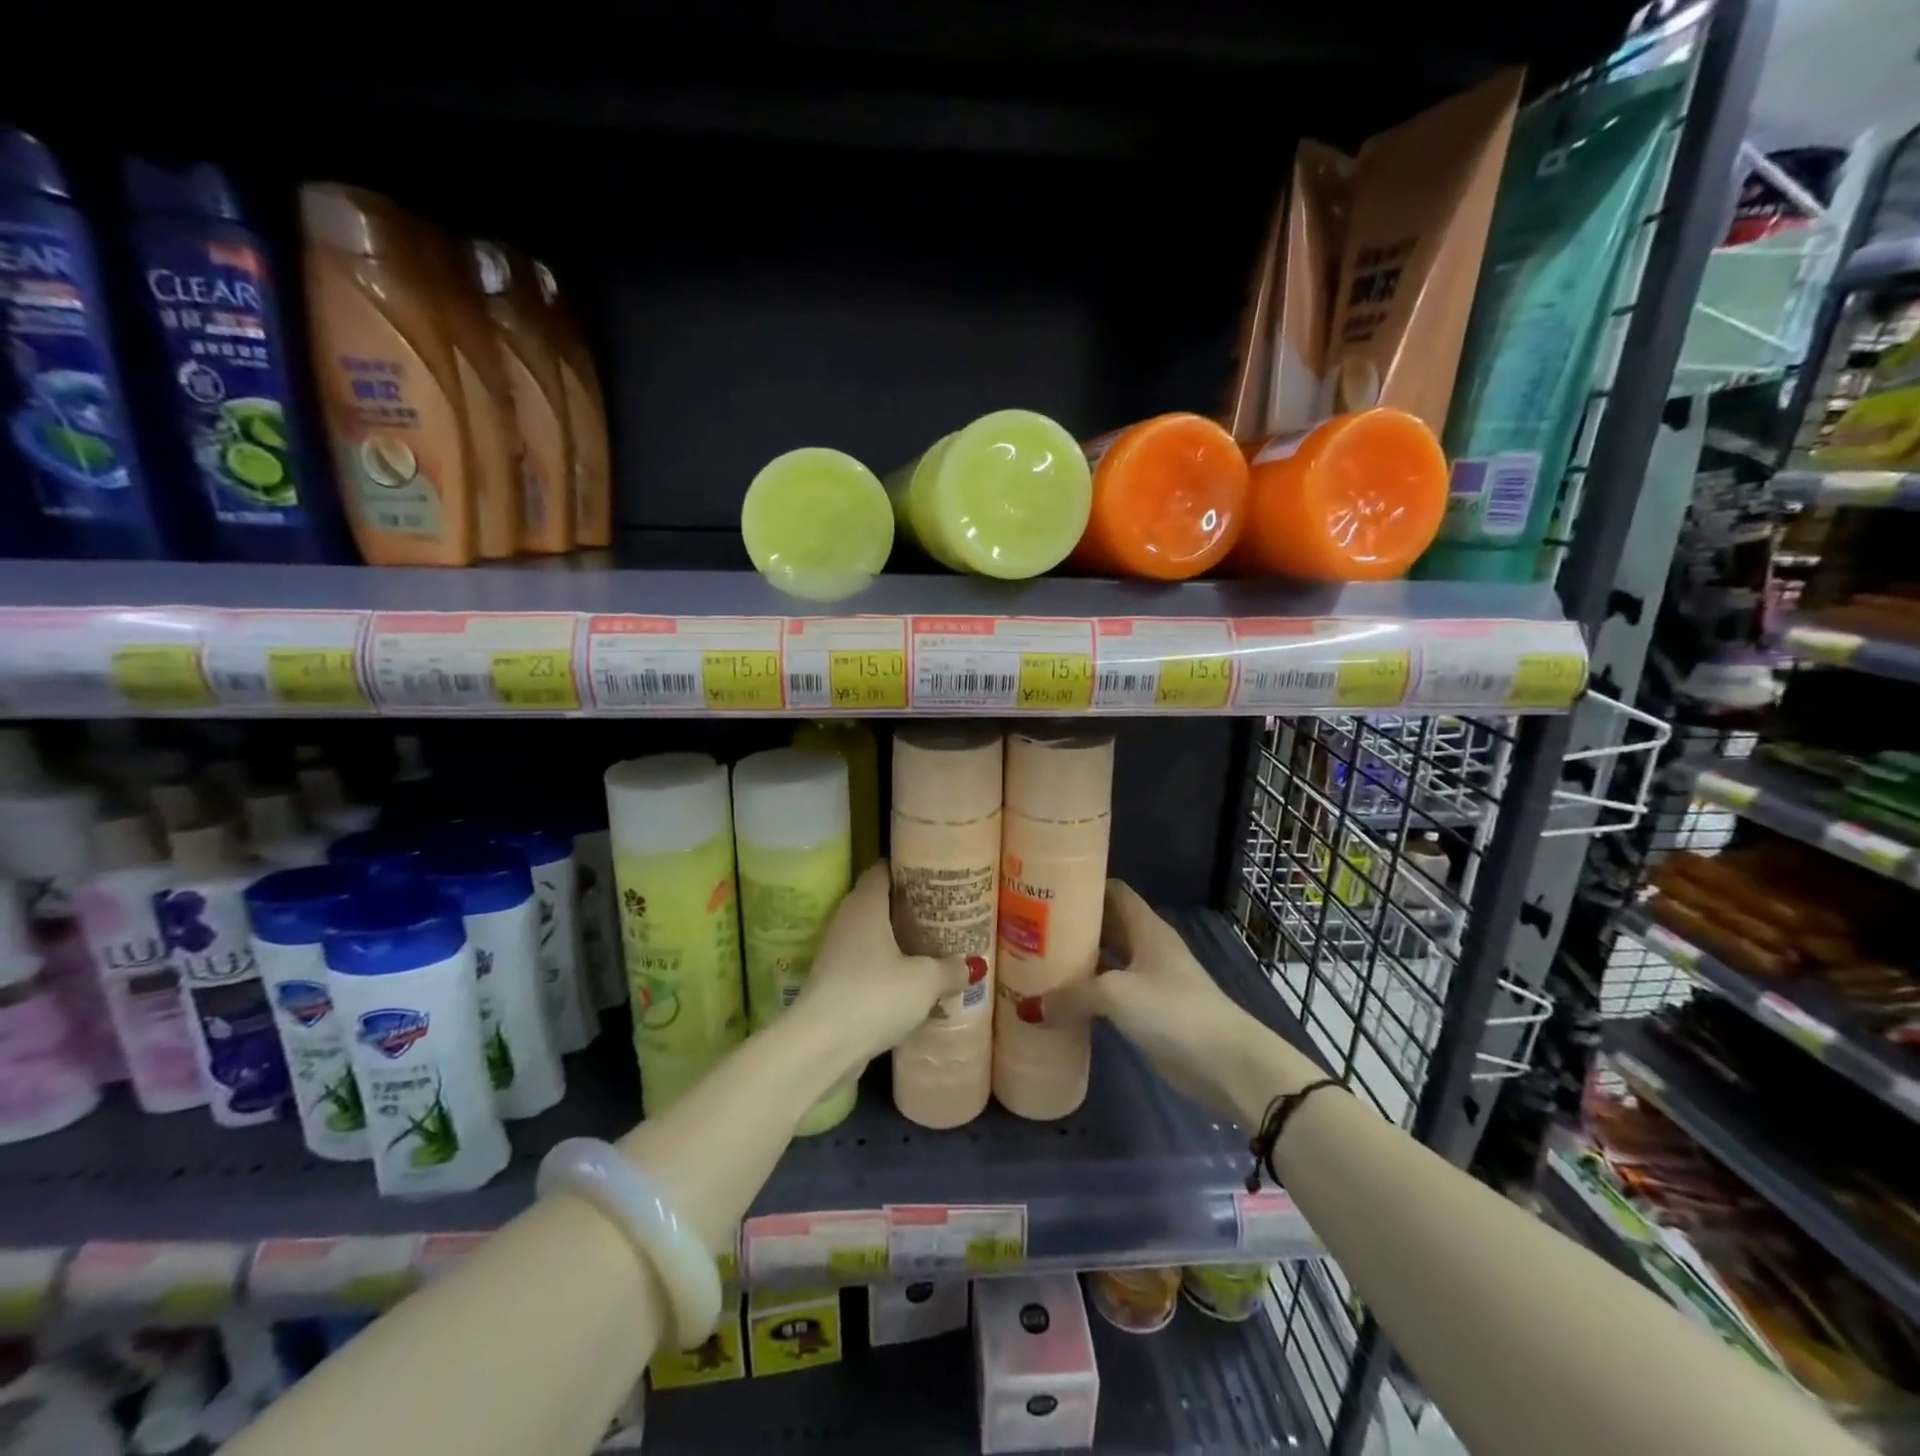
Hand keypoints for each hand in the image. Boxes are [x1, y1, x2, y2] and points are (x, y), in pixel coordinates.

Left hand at [789, 860, 973, 1078]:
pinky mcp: (832, 983)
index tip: (933, 872)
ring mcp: (835, 953)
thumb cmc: (875, 995)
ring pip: (871, 936)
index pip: (883, 869)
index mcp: (865, 904)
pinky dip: (886, 968)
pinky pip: (865, 965)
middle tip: (942, 910)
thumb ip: (950, 968)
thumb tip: (972, 965)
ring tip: (932, 946)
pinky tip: (910, 983)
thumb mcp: (925, 981)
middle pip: (878, 902)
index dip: (907, 866)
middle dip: (908, 906)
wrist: (821, 1046)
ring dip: (896, 940)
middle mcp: (846, 920)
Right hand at [1038, 880, 1315, 1118]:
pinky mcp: (1150, 1011)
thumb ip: (1072, 996)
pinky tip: (1060, 1000)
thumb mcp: (1116, 995)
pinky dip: (1088, 994)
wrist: (1225, 1062)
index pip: (1113, 891)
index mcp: (1146, 927)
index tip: (1047, 888)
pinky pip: (1112, 993)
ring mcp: (1151, 979)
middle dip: (1073, 925)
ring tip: (1035, 960)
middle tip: (1031, 926)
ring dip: (1078, 962)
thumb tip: (1029, 1008)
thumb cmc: (1172, 1009)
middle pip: (1106, 925)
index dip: (1083, 885)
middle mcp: (1147, 946)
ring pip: (1107, 960)